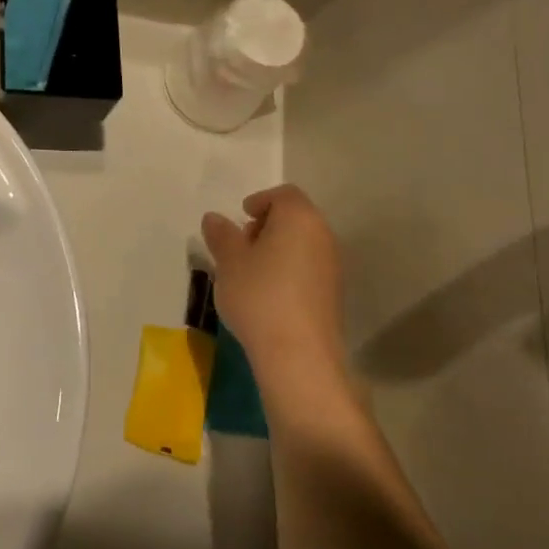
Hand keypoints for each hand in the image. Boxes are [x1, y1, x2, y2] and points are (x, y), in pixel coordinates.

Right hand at [201, 185, 345, 386]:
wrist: (299, 354)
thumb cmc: (259, 296)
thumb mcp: (229, 262)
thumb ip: (221, 235)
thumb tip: (214, 218)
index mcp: (299, 218)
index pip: (283, 194)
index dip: (260, 201)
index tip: (240, 218)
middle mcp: (323, 235)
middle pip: (295, 217)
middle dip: (267, 226)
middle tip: (241, 246)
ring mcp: (332, 266)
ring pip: (302, 244)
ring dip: (277, 250)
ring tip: (249, 273)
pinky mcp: (333, 294)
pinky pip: (308, 268)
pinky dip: (288, 270)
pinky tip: (267, 295)